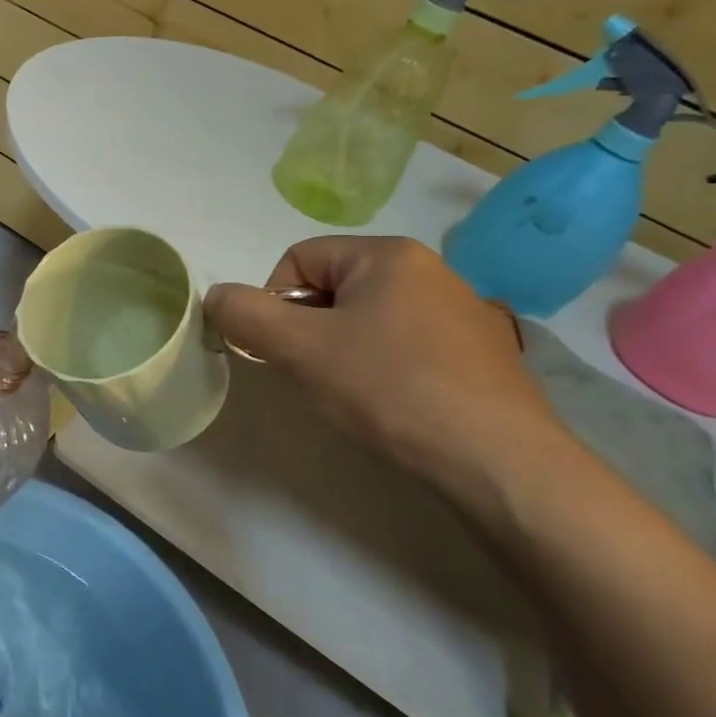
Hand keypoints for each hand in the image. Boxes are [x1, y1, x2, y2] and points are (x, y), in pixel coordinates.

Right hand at [206, 237, 573, 510]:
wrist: (499, 462)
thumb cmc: (391, 388)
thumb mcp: (300, 348)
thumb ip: (244, 315)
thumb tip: (215, 297)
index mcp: (388, 254)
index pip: (298, 259)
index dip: (273, 303)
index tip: (281, 351)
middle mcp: (430, 270)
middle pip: (332, 289)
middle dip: (307, 330)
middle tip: (312, 374)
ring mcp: (461, 312)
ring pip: (366, 320)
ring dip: (340, 351)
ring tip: (351, 395)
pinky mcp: (479, 354)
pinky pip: (404, 345)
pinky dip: (381, 369)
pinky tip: (391, 405)